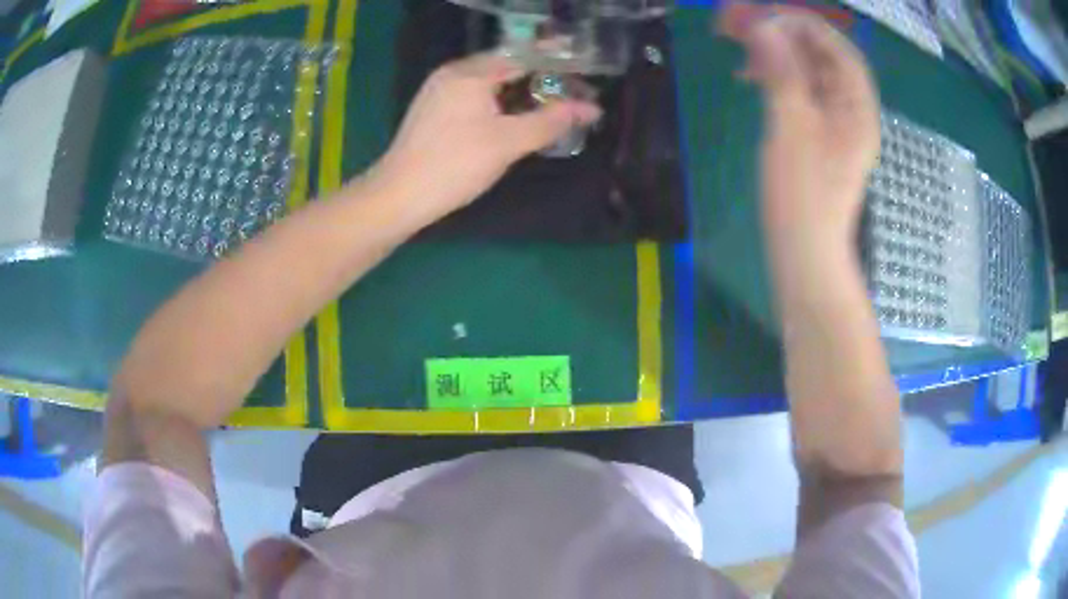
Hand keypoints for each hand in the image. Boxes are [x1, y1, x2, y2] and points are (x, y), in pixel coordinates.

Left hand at [372, 53, 601, 222]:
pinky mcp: (433, 110)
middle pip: (505, 66)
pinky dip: (498, 102)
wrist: (398, 196)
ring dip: (519, 92)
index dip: (555, 63)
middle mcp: (452, 73)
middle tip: (569, 95)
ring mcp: (439, 91)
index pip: (522, 56)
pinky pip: (474, 96)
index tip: (582, 74)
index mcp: (470, 72)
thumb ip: (550, 121)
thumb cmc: (455, 165)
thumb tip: (590, 108)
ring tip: (548, 107)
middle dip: (539, 79)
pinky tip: (513, 118)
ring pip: (489, 83)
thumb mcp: (508, 142)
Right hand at [719, 2, 879, 250]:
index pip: (839, 50)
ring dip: (779, 57)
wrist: (804, 253)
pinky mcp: (818, 138)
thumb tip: (765, 27)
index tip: (767, 17)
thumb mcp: (791, 126)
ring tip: (743, 51)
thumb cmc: (803, 195)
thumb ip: (781, 72)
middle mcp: (852, 112)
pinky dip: (778, 80)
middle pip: (825, 60)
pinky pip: (802, 95)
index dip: (806, 26)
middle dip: (787, 38)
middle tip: (747, 28)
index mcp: (857, 108)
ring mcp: (835, 126)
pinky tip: (753, 78)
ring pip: (810, 76)